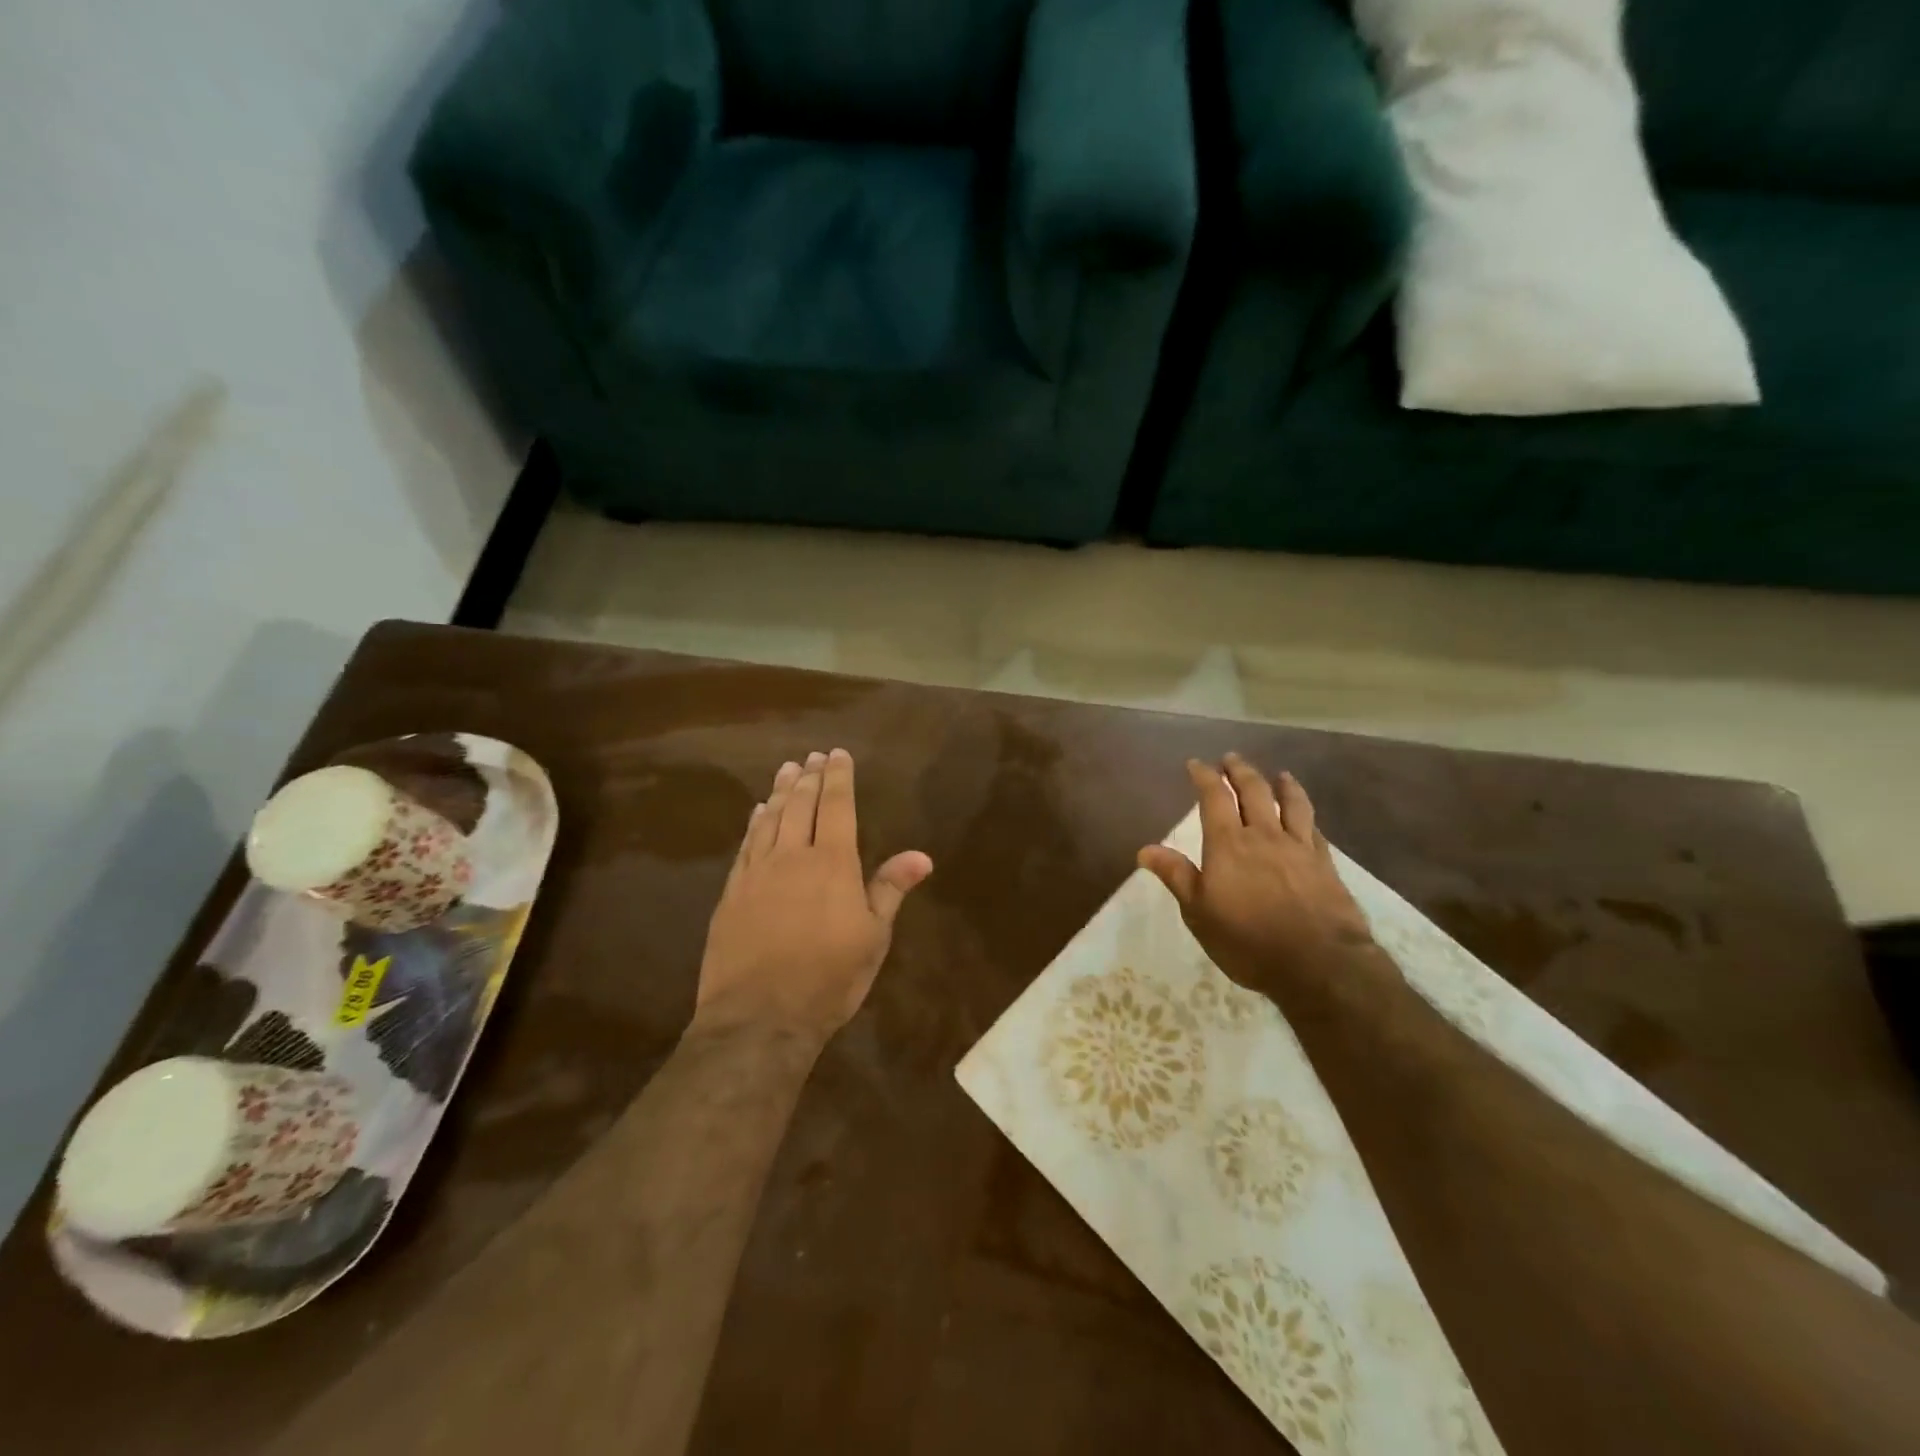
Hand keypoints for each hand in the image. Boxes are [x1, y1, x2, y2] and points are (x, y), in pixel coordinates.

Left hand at [695, 750, 932, 1044]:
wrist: (758, 1017)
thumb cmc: (828, 978)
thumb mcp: (872, 938)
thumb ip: (890, 889)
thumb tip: (922, 855)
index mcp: (832, 863)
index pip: (837, 806)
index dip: (838, 777)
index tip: (838, 754)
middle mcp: (792, 856)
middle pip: (800, 805)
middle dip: (809, 777)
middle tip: (811, 755)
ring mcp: (757, 873)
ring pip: (770, 819)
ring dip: (780, 791)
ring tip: (786, 769)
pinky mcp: (731, 892)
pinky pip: (746, 845)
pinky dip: (754, 823)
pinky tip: (757, 814)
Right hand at [1138, 755, 1372, 992]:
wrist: (1318, 964)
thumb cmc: (1247, 940)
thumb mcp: (1199, 912)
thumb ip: (1177, 876)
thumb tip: (1145, 849)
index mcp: (1228, 844)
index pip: (1214, 798)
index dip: (1204, 777)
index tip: (1196, 764)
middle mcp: (1264, 836)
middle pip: (1254, 791)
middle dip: (1240, 771)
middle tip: (1231, 759)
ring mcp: (1299, 848)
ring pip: (1291, 804)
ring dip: (1283, 785)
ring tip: (1279, 774)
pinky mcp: (1325, 865)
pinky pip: (1315, 829)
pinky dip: (1307, 816)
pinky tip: (1307, 817)